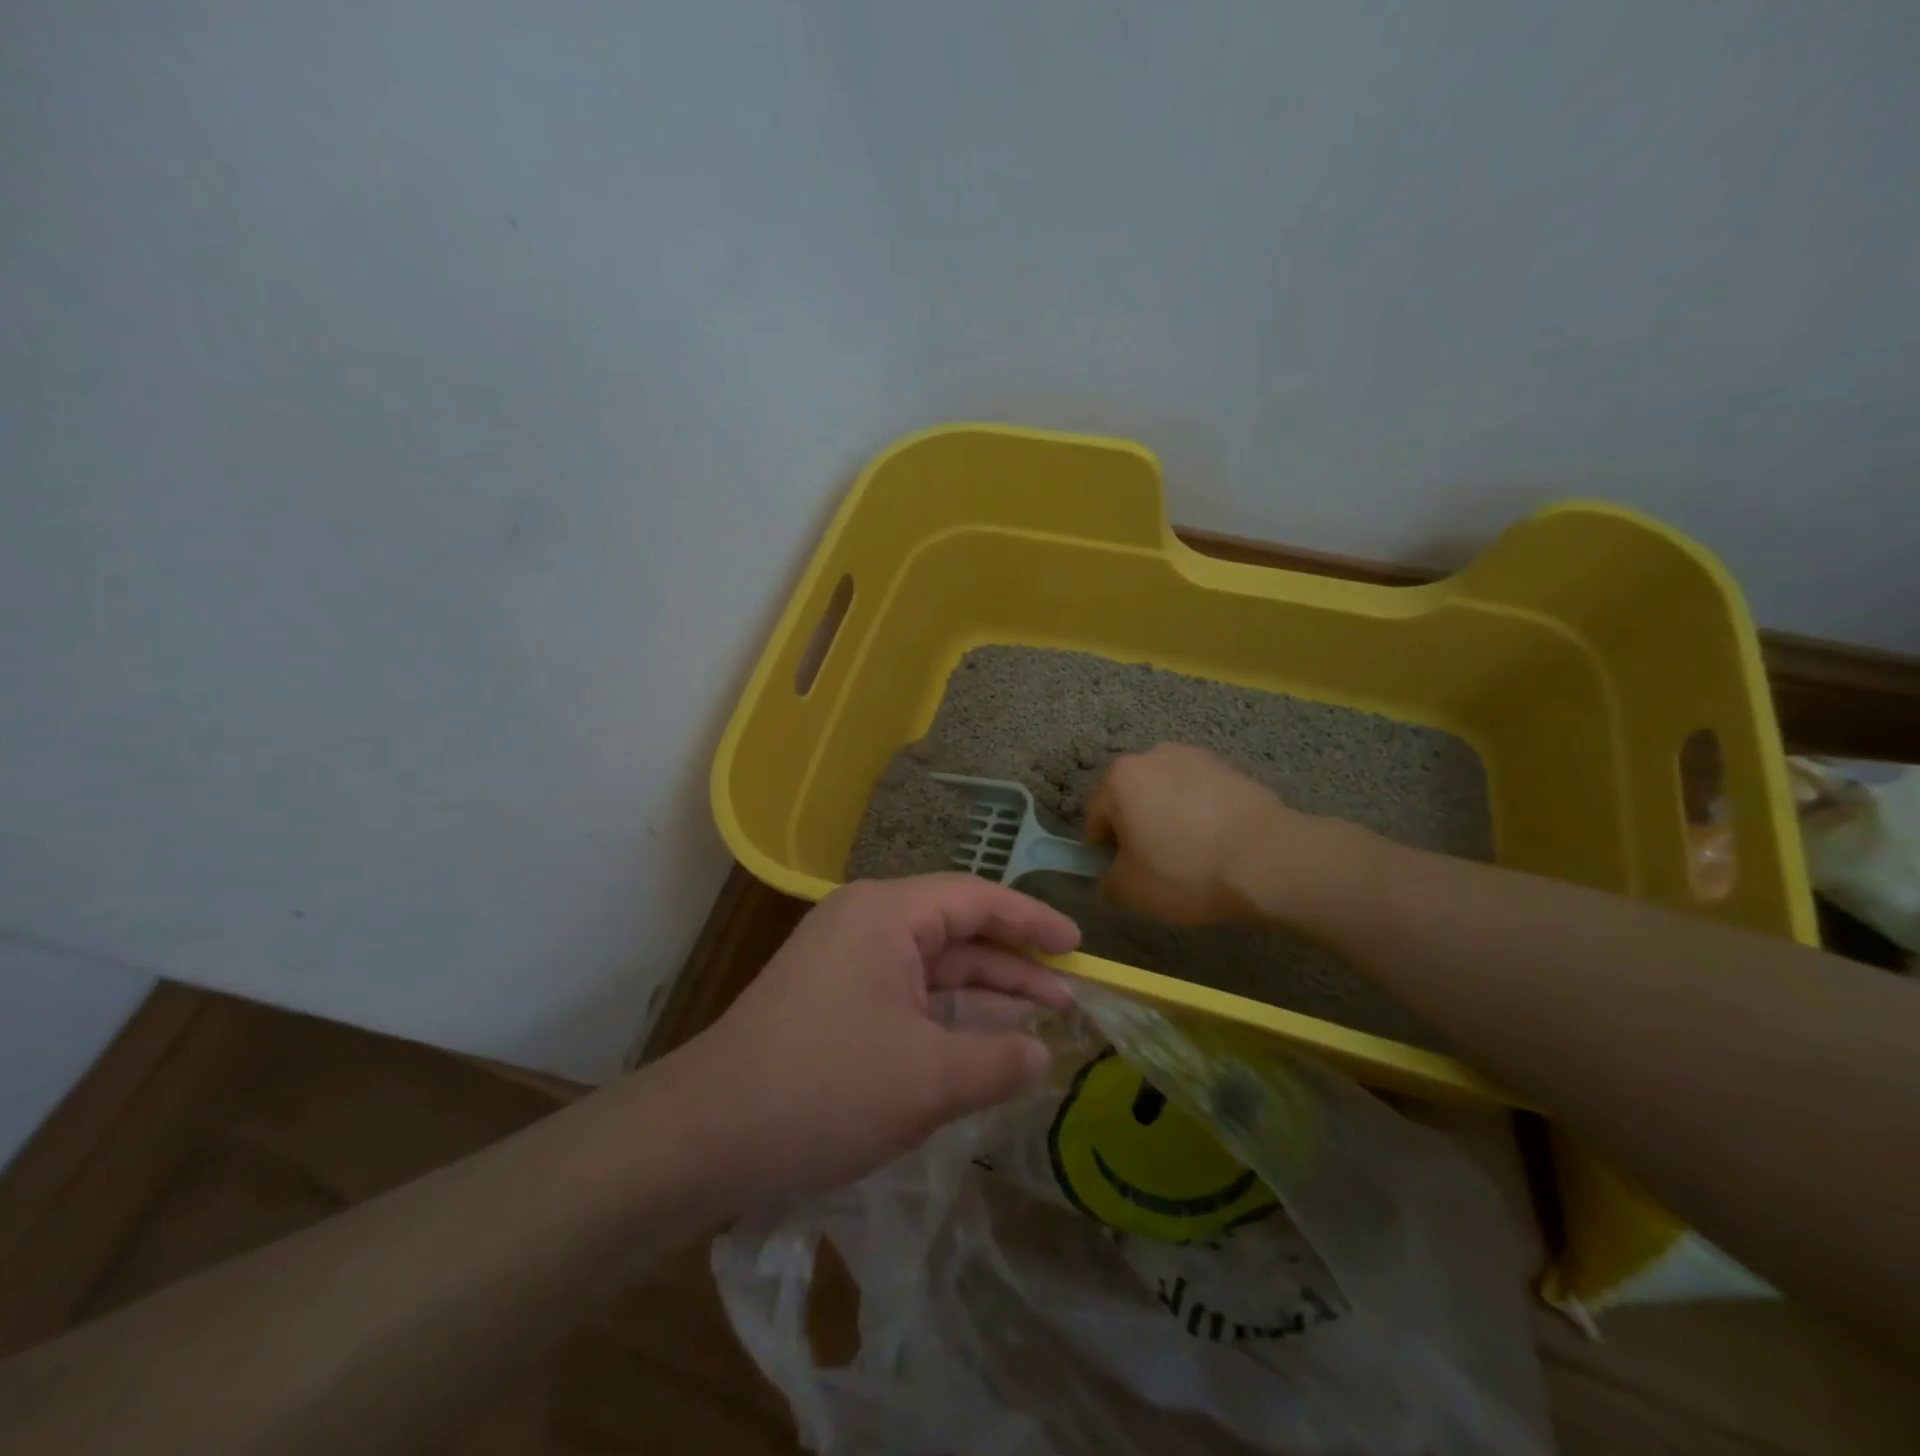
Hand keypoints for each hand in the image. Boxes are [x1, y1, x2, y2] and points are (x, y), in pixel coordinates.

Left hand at [682, 874, 1078, 1201]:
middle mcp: (867, 921)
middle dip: (1014, 964)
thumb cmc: (823, 1089)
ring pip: (932, 966)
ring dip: (983, 993)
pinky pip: (906, 992)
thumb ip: (996, 1061)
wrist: (705, 1134)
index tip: (1079, 946)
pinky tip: (981, 1042)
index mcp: (888, 914)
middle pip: (958, 931)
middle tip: (1071, 994)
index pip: (978, 899)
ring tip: (1041, 1020)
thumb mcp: (926, 1079)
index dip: (1034, 921)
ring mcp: (846, 958)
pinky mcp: (833, 996)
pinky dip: (946, 1014)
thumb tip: (1042, 1055)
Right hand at [1085, 744, 1305, 922]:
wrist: (1269, 859)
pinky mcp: (1231, 768)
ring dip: (1169, 819)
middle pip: (1132, 799)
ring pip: (1168, 794)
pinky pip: (1201, 795)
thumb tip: (1109, 880)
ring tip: (1190, 857)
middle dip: (1137, 829)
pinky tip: (1216, 846)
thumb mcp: (1131, 891)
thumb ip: (1107, 883)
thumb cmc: (1185, 871)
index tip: (1121, 876)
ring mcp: (1195, 757)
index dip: (1103, 852)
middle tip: (1154, 867)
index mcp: (1119, 778)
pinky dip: (1200, 815)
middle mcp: (1152, 756)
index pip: (1096, 818)